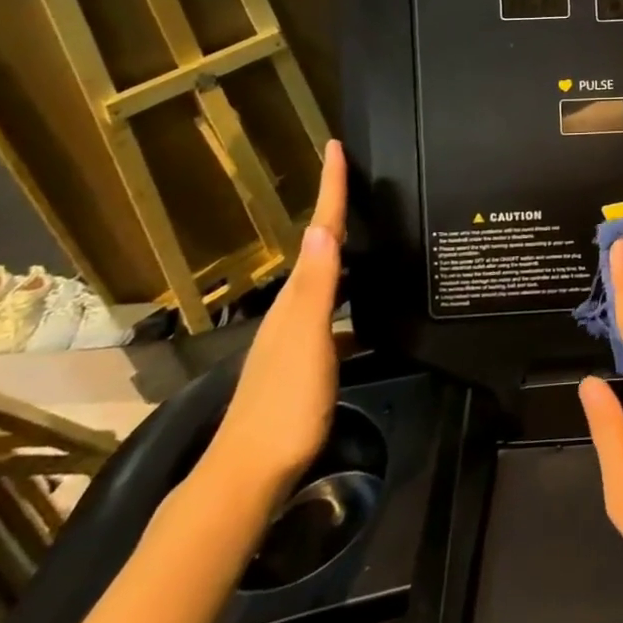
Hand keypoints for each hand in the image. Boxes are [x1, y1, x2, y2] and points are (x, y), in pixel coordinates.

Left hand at [202, 140, 346, 503]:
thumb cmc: (284, 402)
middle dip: (338, 210)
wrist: (249, 475)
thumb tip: (322, 227)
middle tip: (361, 179)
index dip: (329, 189)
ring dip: (346, 252)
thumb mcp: (306, 339)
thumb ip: (317, 286)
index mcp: (297, 298)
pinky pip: (336, 311)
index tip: (336, 147)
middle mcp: (293, 309)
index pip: (319, 231)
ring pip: (328, 279)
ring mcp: (297, 337)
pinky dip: (353, 296)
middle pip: (321, 249)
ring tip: (372, 233)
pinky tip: (371, 311)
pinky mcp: (307, 362)